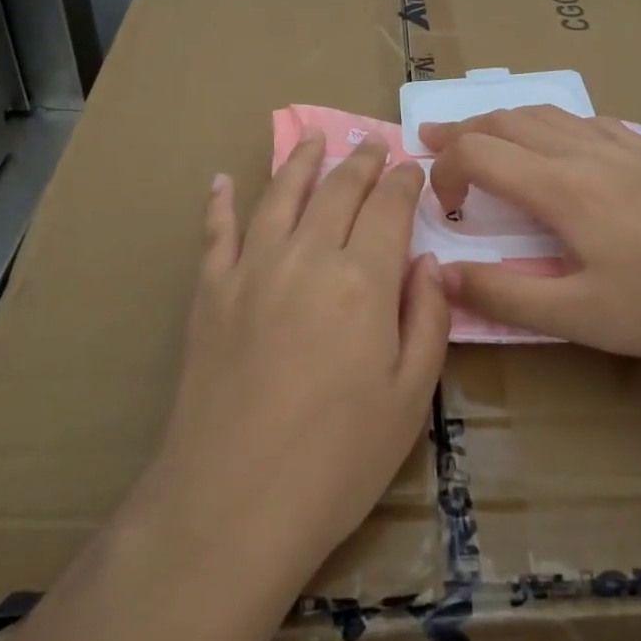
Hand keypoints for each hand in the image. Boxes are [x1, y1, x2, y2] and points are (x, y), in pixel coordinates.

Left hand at [142, 130, 449, 589]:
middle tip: (370, 142)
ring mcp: (251, 269)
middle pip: (337, 190)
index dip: (403, 181)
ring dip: (300, 161)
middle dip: (360, 161)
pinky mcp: (210, 293)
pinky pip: (215, 232)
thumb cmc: (337, 460)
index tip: (412, 167)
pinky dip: (219, 202)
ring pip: (279, 195)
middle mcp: (307, 256)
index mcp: (363, 280)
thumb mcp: (410, 399)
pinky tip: (221, 181)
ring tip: (313, 138)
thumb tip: (431, 263)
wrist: (232, 503)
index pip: (388, 208)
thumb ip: (428, 320)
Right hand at [420, 107, 640, 375]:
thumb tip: (442, 275)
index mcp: (559, 187)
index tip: (440, 206)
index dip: (445, 170)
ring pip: (546, 113)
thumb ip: (504, 295)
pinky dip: (552, 121)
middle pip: (507, 120)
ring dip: (503, 119)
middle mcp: (583, 152)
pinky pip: (587, 120)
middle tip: (431, 141)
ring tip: (482, 133)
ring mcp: (621, 148)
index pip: (479, 152)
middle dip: (462, 129)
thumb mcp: (576, 316)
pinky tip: (559, 139)